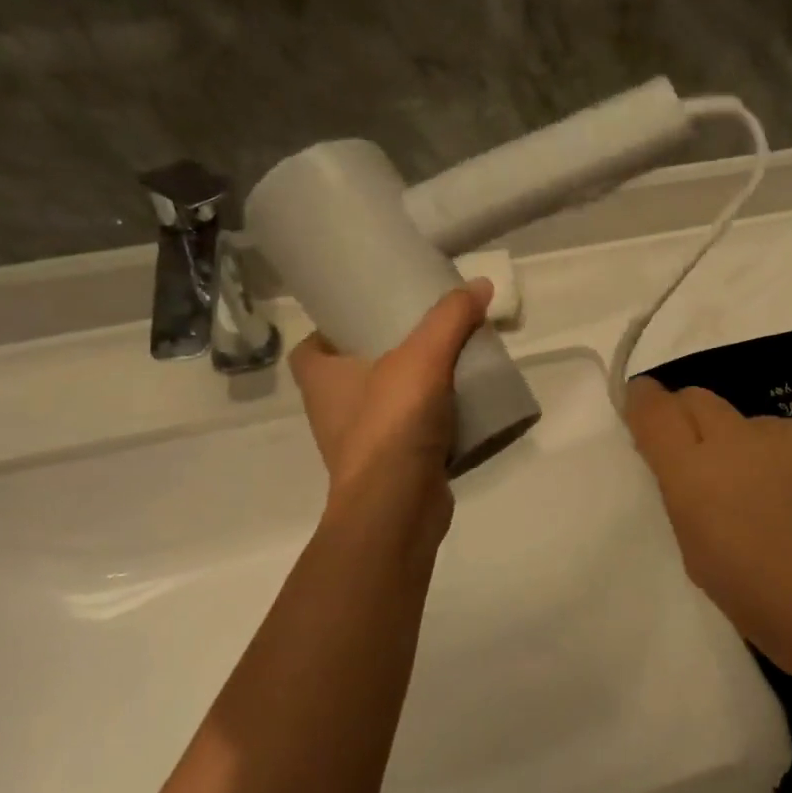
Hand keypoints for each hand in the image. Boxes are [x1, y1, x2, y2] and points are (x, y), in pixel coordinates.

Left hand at [289, 280, 492, 532]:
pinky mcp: (393, 466)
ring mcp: (363, 443)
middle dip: (387, 353)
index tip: (372, 313)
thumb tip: (479, 284)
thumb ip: (450, 318)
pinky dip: (432, 420)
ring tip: (451, 364)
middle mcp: (333, 411)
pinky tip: (463, 406)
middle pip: (355, 371)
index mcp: (321, 379)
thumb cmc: (392, 425)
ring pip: (386, 402)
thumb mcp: (422, 358)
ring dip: (414, 387)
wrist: (398, 508)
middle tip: (426, 332)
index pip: (312, 346)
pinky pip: (411, 432)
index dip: (335, 327)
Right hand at [624, 379, 791, 692]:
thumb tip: (686, 463)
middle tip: (708, 465)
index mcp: (698, 474)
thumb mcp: (702, 560)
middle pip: (700, 400)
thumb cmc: (772, 610)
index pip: (655, 409)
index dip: (643, 402)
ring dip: (755, 452)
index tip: (643, 408)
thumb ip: (686, 498)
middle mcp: (744, 437)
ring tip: (784, 503)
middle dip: (691, 422)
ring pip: (756, 426)